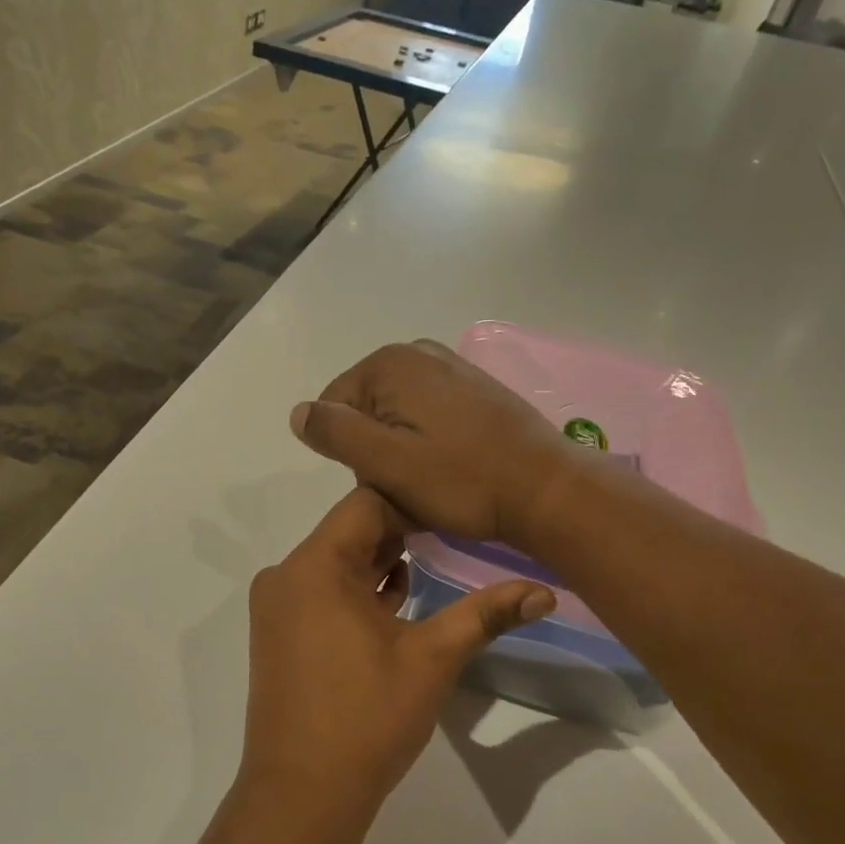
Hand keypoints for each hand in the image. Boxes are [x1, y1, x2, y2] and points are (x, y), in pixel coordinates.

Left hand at [242, 488, 555, 813]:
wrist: (302, 795)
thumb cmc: (367, 718)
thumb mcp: (433, 659)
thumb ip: (486, 614)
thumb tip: (545, 591)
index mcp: (315, 565)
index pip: (367, 503)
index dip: (414, 504)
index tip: (457, 515)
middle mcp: (287, 574)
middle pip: (350, 530)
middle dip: (403, 532)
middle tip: (456, 537)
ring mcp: (278, 605)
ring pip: (337, 562)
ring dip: (382, 563)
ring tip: (435, 566)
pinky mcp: (279, 633)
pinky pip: (322, 591)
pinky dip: (358, 590)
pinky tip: (397, 603)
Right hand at [289, 341, 579, 547]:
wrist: (546, 490)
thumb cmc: (461, 480)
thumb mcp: (384, 462)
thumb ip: (334, 432)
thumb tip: (298, 412)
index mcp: (389, 363)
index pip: (333, 409)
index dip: (349, 453)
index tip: (381, 480)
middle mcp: (417, 353)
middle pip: (365, 411)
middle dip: (376, 451)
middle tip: (408, 485)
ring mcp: (450, 367)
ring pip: (396, 418)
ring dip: (403, 452)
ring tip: (433, 482)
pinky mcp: (474, 388)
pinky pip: (428, 417)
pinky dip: (430, 444)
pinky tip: (453, 468)